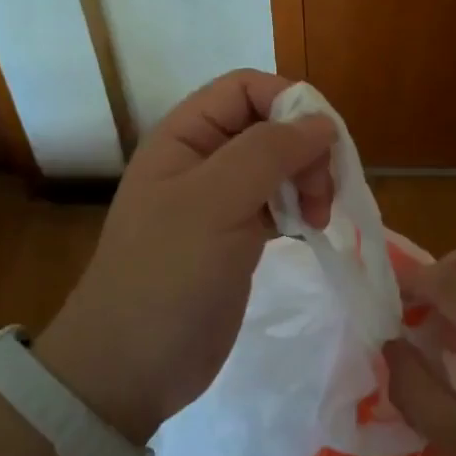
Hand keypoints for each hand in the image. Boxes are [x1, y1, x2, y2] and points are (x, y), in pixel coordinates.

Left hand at [34, 70, 335, 443]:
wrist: (132, 366)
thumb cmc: (168, 274)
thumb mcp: (216, 202)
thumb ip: (268, 152)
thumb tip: (321, 122)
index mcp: (185, 136)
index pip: (246, 89)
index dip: (289, 103)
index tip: (323, 144)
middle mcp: (203, 159)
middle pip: (270, 125)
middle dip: (305, 149)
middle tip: (320, 194)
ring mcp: (220, 200)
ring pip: (280, 164)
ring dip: (308, 181)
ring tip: (318, 218)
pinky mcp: (236, 237)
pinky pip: (278, 202)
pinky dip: (300, 208)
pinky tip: (310, 230)